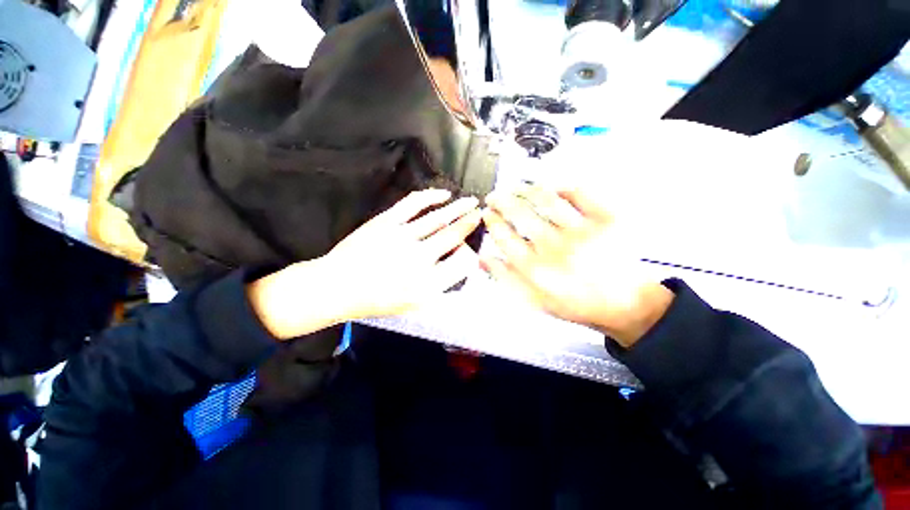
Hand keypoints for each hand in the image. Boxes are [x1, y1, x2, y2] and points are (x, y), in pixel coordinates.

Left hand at [249, 189, 481, 339]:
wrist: (337, 287)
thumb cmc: (377, 300)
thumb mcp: (413, 305)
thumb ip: (439, 287)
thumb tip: (459, 265)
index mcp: (427, 285)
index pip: (462, 263)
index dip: (470, 253)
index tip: (469, 248)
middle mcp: (419, 260)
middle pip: (454, 236)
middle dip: (470, 223)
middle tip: (480, 214)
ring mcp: (402, 238)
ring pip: (439, 219)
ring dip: (459, 208)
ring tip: (472, 201)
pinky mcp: (386, 222)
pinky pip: (414, 204)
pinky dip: (432, 196)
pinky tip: (444, 194)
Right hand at [481, 186, 673, 346]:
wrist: (626, 304)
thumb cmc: (578, 304)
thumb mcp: (534, 301)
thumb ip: (506, 279)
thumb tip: (483, 259)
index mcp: (536, 269)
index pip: (503, 236)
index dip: (491, 221)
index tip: (487, 214)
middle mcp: (555, 248)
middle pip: (519, 213)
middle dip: (500, 200)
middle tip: (495, 196)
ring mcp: (582, 231)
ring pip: (544, 199)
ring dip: (525, 190)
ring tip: (516, 188)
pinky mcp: (607, 219)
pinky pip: (579, 193)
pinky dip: (562, 186)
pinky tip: (552, 188)